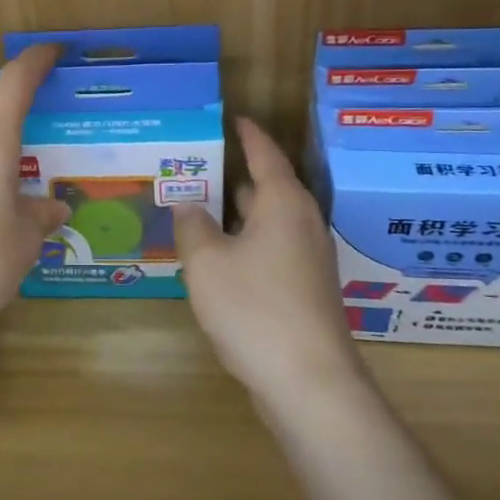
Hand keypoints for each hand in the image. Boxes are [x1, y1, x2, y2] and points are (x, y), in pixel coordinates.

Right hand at [174, 118, 361, 404]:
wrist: (309, 382)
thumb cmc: (254, 308)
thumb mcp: (207, 262)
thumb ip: (192, 226)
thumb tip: (189, 205)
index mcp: (283, 203)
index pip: (265, 153)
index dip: (247, 134)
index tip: (230, 117)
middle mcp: (302, 223)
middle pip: (266, 187)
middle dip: (232, 176)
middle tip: (193, 166)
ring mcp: (308, 259)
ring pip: (267, 222)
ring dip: (235, 214)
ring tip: (197, 207)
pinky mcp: (305, 289)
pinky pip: (271, 249)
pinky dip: (245, 242)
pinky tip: (216, 257)